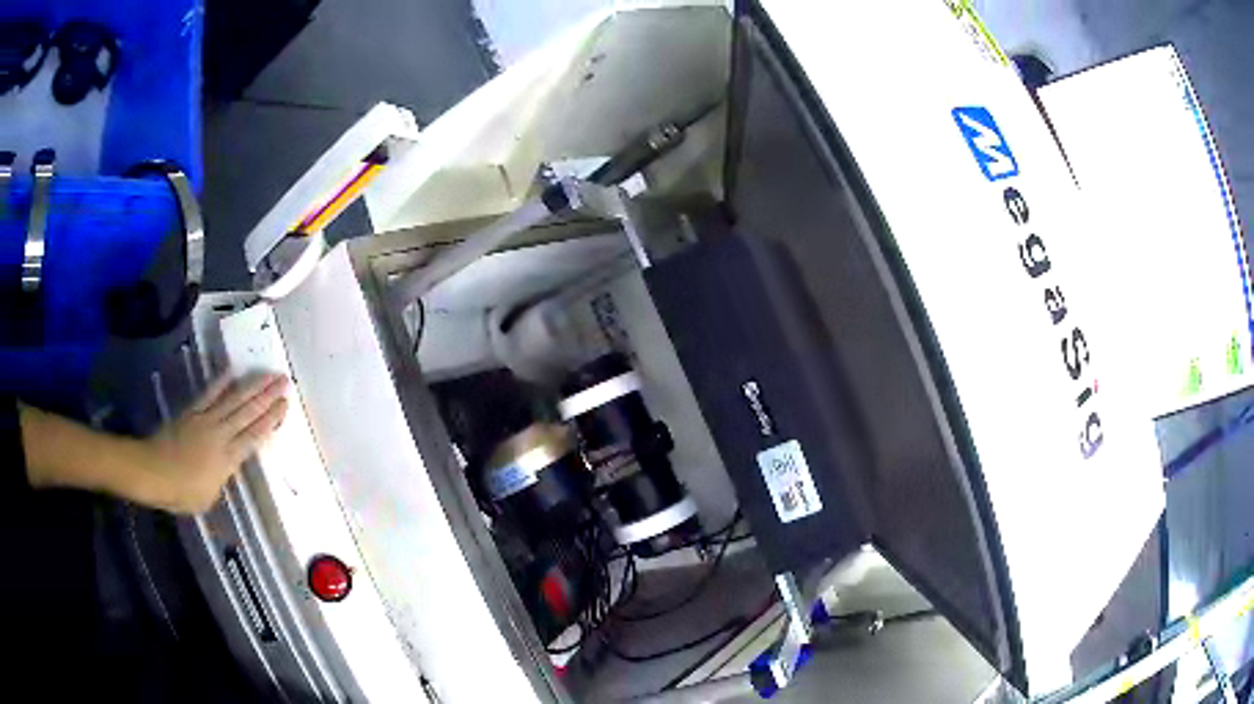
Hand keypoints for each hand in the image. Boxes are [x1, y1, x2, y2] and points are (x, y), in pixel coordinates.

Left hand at [134, 374, 288, 513]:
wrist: (153, 472)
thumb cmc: (181, 493)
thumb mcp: (208, 498)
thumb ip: (221, 480)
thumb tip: (227, 469)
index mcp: (228, 460)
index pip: (254, 437)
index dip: (271, 421)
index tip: (285, 405)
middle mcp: (221, 435)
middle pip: (248, 413)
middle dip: (267, 397)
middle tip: (284, 381)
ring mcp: (206, 420)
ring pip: (233, 400)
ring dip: (252, 386)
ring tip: (268, 374)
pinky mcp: (192, 412)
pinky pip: (209, 394)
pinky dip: (221, 382)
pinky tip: (233, 371)